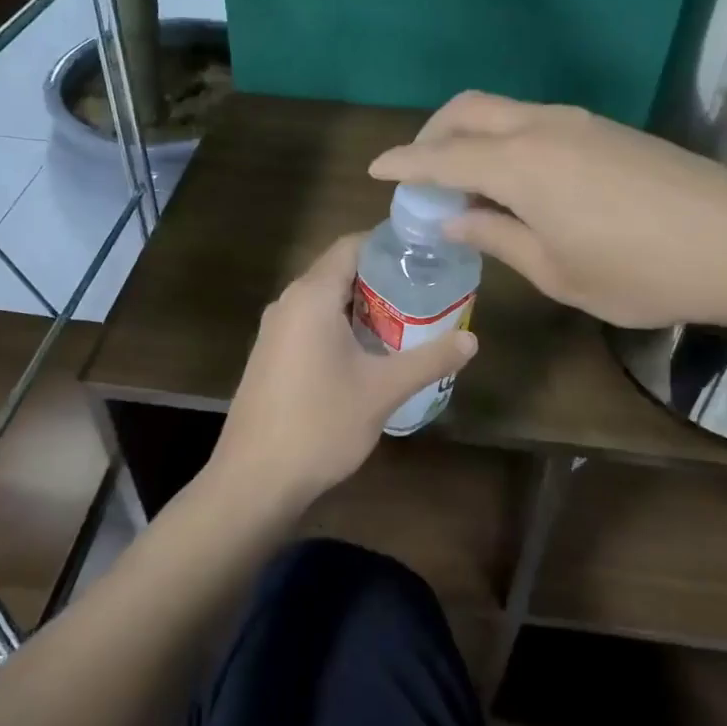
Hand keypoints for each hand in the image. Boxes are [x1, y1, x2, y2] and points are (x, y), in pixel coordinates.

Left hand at [211, 233, 477, 509]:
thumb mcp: (383, 391)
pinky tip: (369, 352)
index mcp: (312, 296)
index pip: (352, 245)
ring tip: (407, 319)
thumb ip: (429, 360)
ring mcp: (274, 331)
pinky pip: (311, 323)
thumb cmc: (320, 424)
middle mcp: (288, 302)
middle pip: (339, 270)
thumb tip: (472, 340)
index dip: (389, 245)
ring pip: (325, 299)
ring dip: (363, 304)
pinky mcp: (270, 356)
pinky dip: (341, 324)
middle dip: (382, 277)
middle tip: (426, 290)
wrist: (254, 480)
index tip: (425, 256)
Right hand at [369, 90, 726, 329]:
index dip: (404, 164)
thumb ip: (498, 236)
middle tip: (419, 173)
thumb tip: (454, 219)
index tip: (375, 170)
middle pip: (468, 110)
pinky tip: (515, 179)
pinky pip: (534, 120)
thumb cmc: (641, 270)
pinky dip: (505, 139)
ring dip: (470, 134)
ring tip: (463, 179)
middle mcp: (542, 128)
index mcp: (521, 165)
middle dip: (432, 134)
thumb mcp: (557, 271)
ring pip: (503, 110)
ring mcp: (579, 122)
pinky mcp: (606, 129)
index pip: (443, 157)